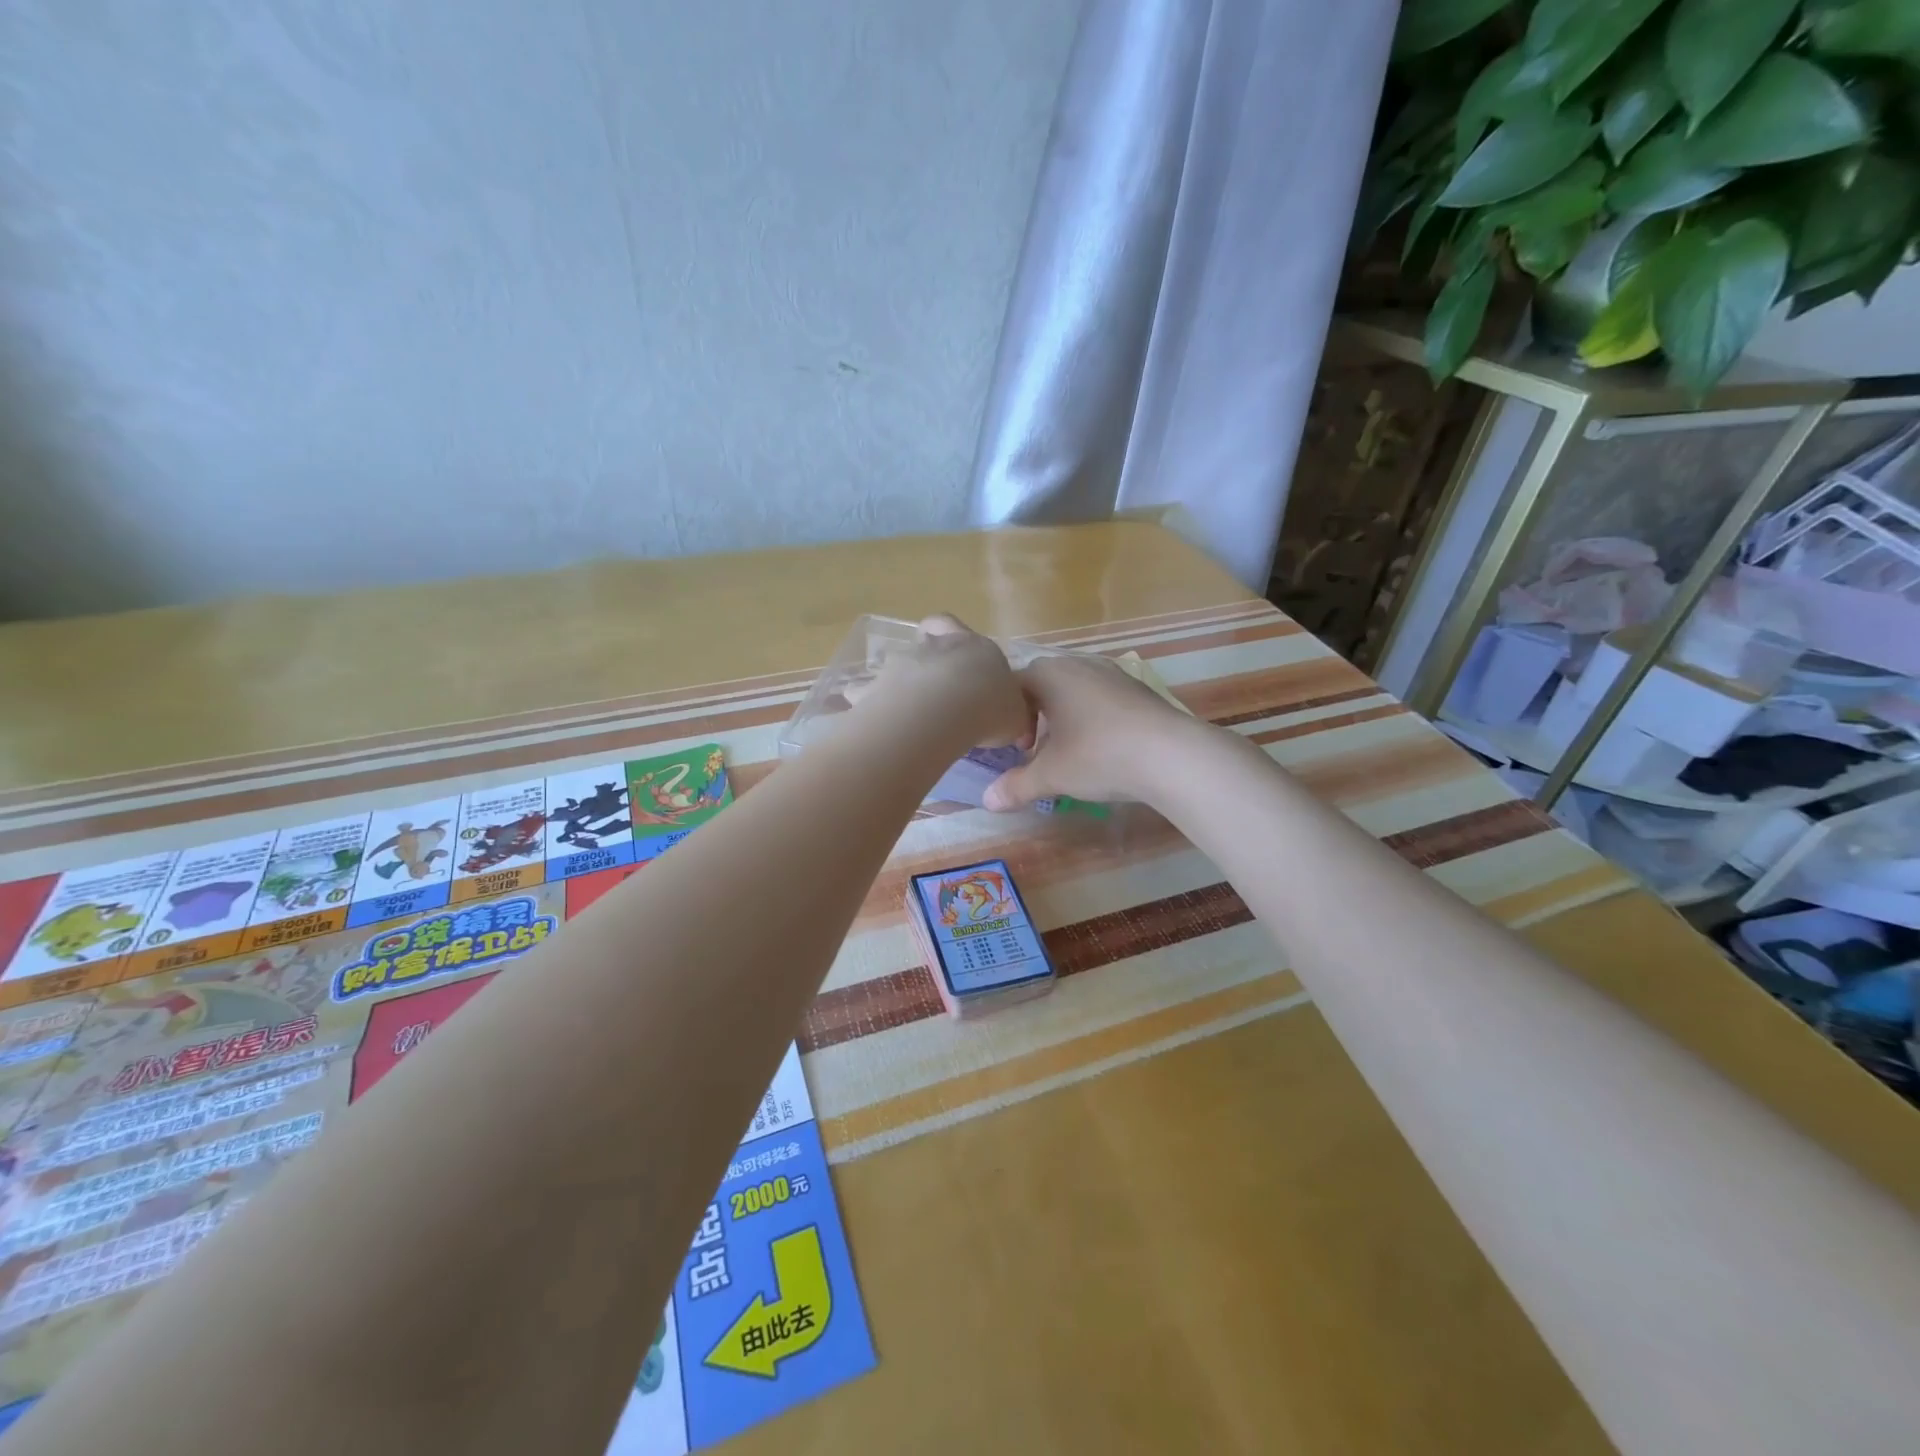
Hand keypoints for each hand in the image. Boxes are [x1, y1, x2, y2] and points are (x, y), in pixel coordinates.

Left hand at [857, 615, 1032, 751]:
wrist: (948, 709)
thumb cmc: (991, 707)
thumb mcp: (1016, 716)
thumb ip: (1014, 715)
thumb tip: (1015, 723)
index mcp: (975, 647)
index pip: (956, 626)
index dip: (955, 638)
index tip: (960, 663)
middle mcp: (936, 647)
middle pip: (925, 639)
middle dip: (927, 658)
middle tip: (936, 687)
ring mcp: (902, 663)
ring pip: (896, 665)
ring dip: (900, 684)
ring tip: (907, 715)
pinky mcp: (876, 687)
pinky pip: (866, 694)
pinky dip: (870, 705)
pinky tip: (876, 726)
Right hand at [983, 653, 1203, 809]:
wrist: (1172, 755)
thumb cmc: (1099, 755)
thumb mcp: (1052, 775)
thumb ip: (1017, 786)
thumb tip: (987, 802)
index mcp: (1051, 675)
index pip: (1013, 685)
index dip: (1007, 716)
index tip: (1019, 747)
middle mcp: (1079, 665)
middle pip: (1044, 684)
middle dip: (1036, 715)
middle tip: (1038, 748)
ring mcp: (1113, 674)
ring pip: (1075, 690)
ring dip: (1065, 717)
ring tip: (1070, 750)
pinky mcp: (1139, 690)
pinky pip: (1103, 697)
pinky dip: (1093, 718)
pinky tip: (1104, 748)